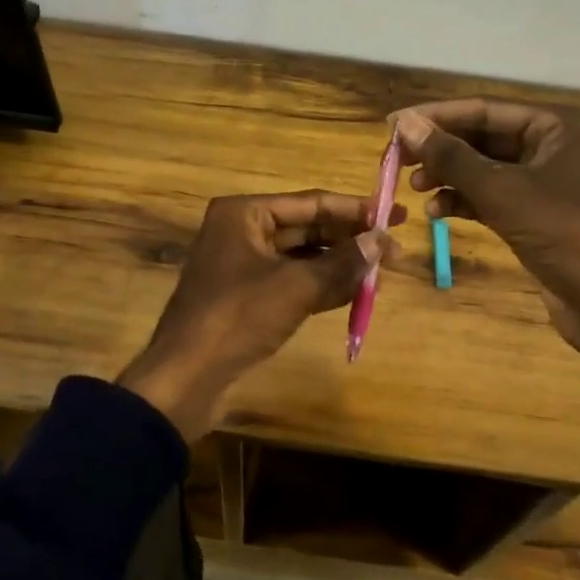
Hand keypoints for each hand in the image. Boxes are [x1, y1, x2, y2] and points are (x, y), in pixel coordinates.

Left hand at [119, 190, 404, 439]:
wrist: (185, 377)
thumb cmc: (238, 317)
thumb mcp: (296, 287)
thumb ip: (342, 262)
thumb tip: (382, 241)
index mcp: (245, 213)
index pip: (311, 202)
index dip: (355, 209)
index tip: (393, 213)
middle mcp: (241, 231)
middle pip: (307, 228)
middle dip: (350, 239)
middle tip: (394, 247)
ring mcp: (242, 265)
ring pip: (301, 257)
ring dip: (339, 264)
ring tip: (382, 269)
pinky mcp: (245, 297)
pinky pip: (291, 281)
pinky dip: (321, 285)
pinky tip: (355, 292)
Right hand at [390, 99, 579, 366]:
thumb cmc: (562, 232)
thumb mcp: (502, 191)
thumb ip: (451, 156)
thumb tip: (404, 124)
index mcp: (557, 124)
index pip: (485, 109)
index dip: (436, 116)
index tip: (392, 125)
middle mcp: (553, 144)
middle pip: (482, 136)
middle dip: (440, 149)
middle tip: (396, 161)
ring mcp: (545, 180)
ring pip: (484, 168)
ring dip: (448, 176)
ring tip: (414, 188)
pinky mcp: (536, 213)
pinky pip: (491, 195)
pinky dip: (463, 200)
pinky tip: (436, 212)